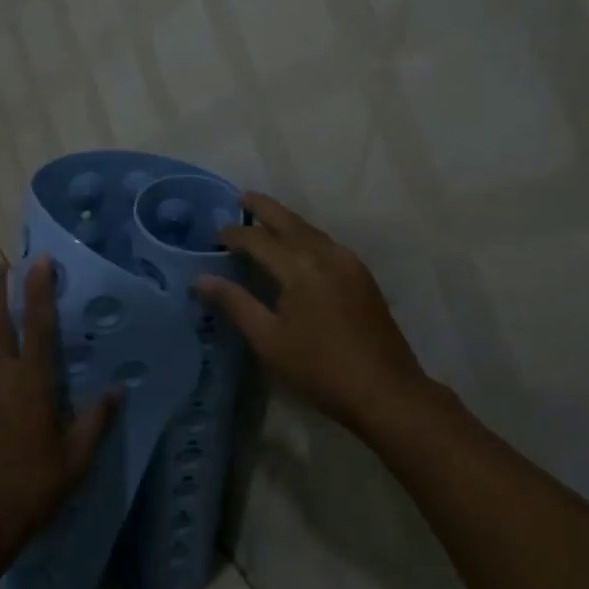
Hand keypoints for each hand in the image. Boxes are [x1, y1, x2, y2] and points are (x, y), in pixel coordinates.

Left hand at [0, 257, 121, 567]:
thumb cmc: (34, 488)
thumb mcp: (77, 459)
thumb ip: (96, 420)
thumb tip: (118, 389)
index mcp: (31, 384)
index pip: (36, 325)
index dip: (38, 290)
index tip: (40, 260)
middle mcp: (0, 378)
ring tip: (1, 304)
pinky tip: (2, 364)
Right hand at [196, 192, 430, 433]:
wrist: (386, 391)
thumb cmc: (319, 368)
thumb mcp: (268, 340)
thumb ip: (235, 304)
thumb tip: (202, 279)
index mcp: (299, 267)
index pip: (258, 239)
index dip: (234, 235)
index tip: (214, 236)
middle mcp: (325, 254)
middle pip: (289, 221)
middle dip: (263, 208)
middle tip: (241, 197)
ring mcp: (348, 262)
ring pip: (310, 230)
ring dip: (286, 221)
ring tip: (265, 219)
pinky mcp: (361, 275)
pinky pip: (326, 243)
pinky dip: (305, 236)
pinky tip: (298, 247)